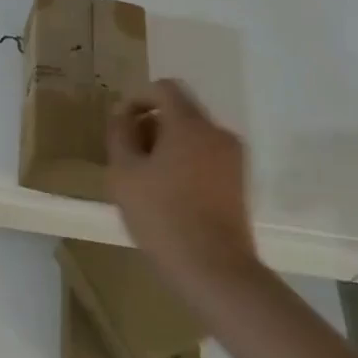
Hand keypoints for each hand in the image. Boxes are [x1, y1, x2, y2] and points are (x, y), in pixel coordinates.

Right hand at [107, 80, 260, 292]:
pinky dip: (183, 161)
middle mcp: (217, 133)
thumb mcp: (124, 173)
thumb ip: (120, 134)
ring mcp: (232, 158)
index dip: (137, 99)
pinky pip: (205, 155)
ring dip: (165, 144)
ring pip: (192, 134)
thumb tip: (122, 114)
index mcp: (190, 125)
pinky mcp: (238, 181)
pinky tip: (168, 192)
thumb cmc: (161, 215)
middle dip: (150, 125)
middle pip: (179, 111)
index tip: (120, 126)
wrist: (214, 268)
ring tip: (144, 178)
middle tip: (127, 156)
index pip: (163, 88)